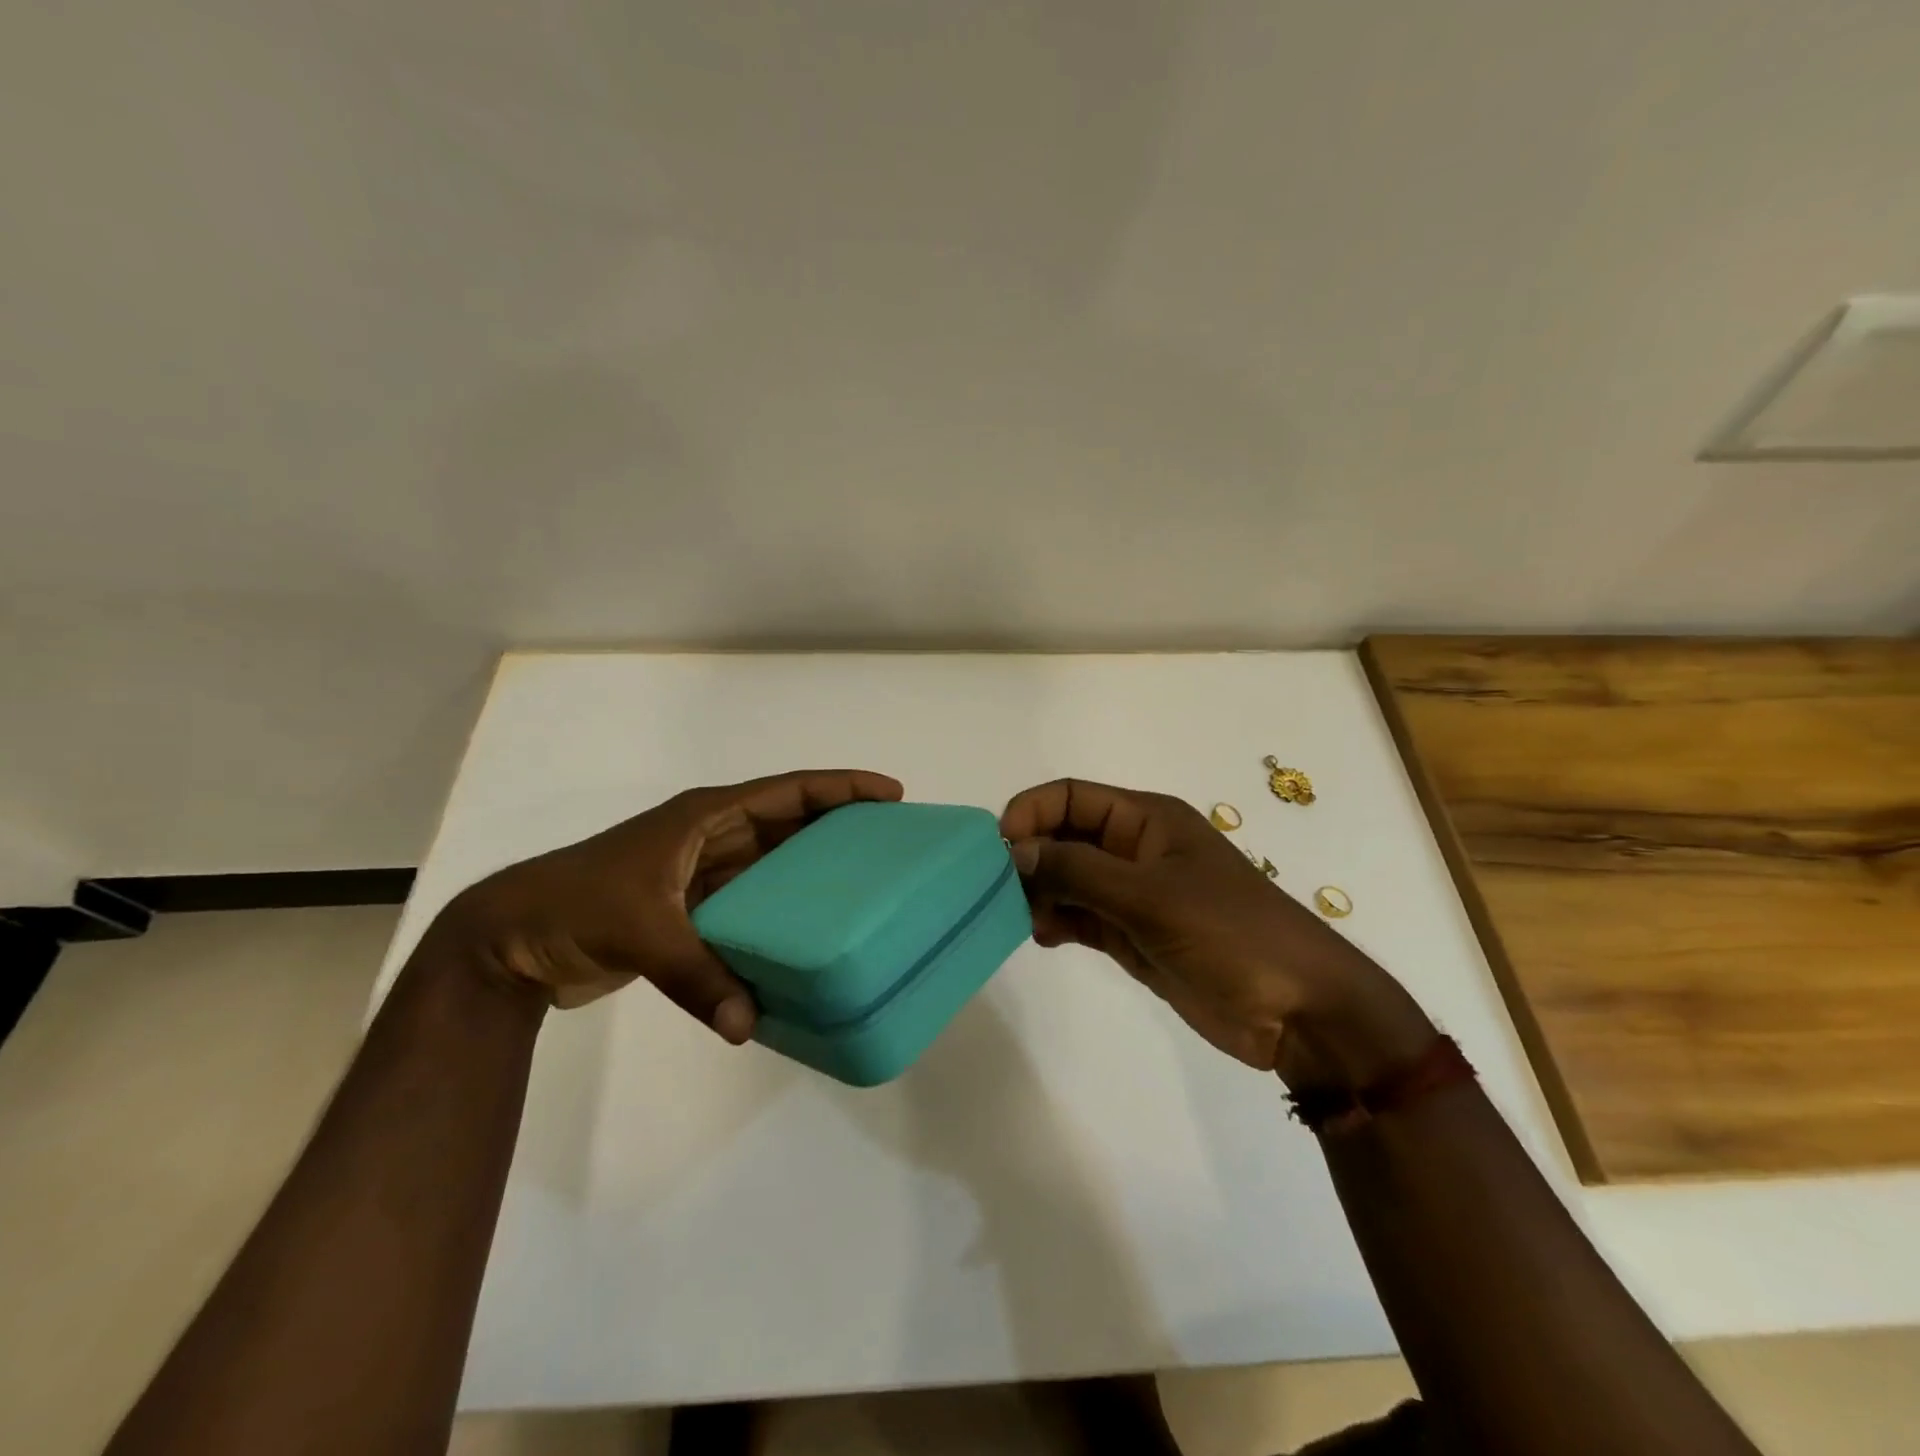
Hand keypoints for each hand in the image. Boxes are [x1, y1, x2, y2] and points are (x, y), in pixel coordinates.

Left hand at [436, 769, 904, 1035]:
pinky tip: (808, 932)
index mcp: (706, 815)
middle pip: (789, 820)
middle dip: (839, 823)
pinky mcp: (691, 907)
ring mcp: (700, 871)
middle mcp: (711, 834)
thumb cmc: (574, 906)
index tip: (890, 794)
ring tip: (864, 882)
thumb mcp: (639, 930)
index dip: (840, 787)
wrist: (508, 939)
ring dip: (813, 866)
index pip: (788, 790)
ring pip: (773, 860)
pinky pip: (752, 900)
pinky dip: (780, 910)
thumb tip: (748, 1028)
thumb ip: (698, 977)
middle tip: (891, 841)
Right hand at [1000, 779, 1432, 1084]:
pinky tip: (1043, 937)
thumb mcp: (1149, 896)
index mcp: (1146, 820)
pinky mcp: (1133, 934)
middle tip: (997, 891)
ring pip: (1068, 879)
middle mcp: (1135, 849)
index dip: (1031, 812)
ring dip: (1039, 892)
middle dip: (1030, 856)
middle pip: (1065, 836)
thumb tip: (1013, 851)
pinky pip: (1081, 916)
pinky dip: (1057, 921)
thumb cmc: (1229, 934)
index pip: (1072, 797)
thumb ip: (1077, 871)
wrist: (1297, 1011)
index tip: (998, 849)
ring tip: (1020, 917)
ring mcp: (1133, 894)